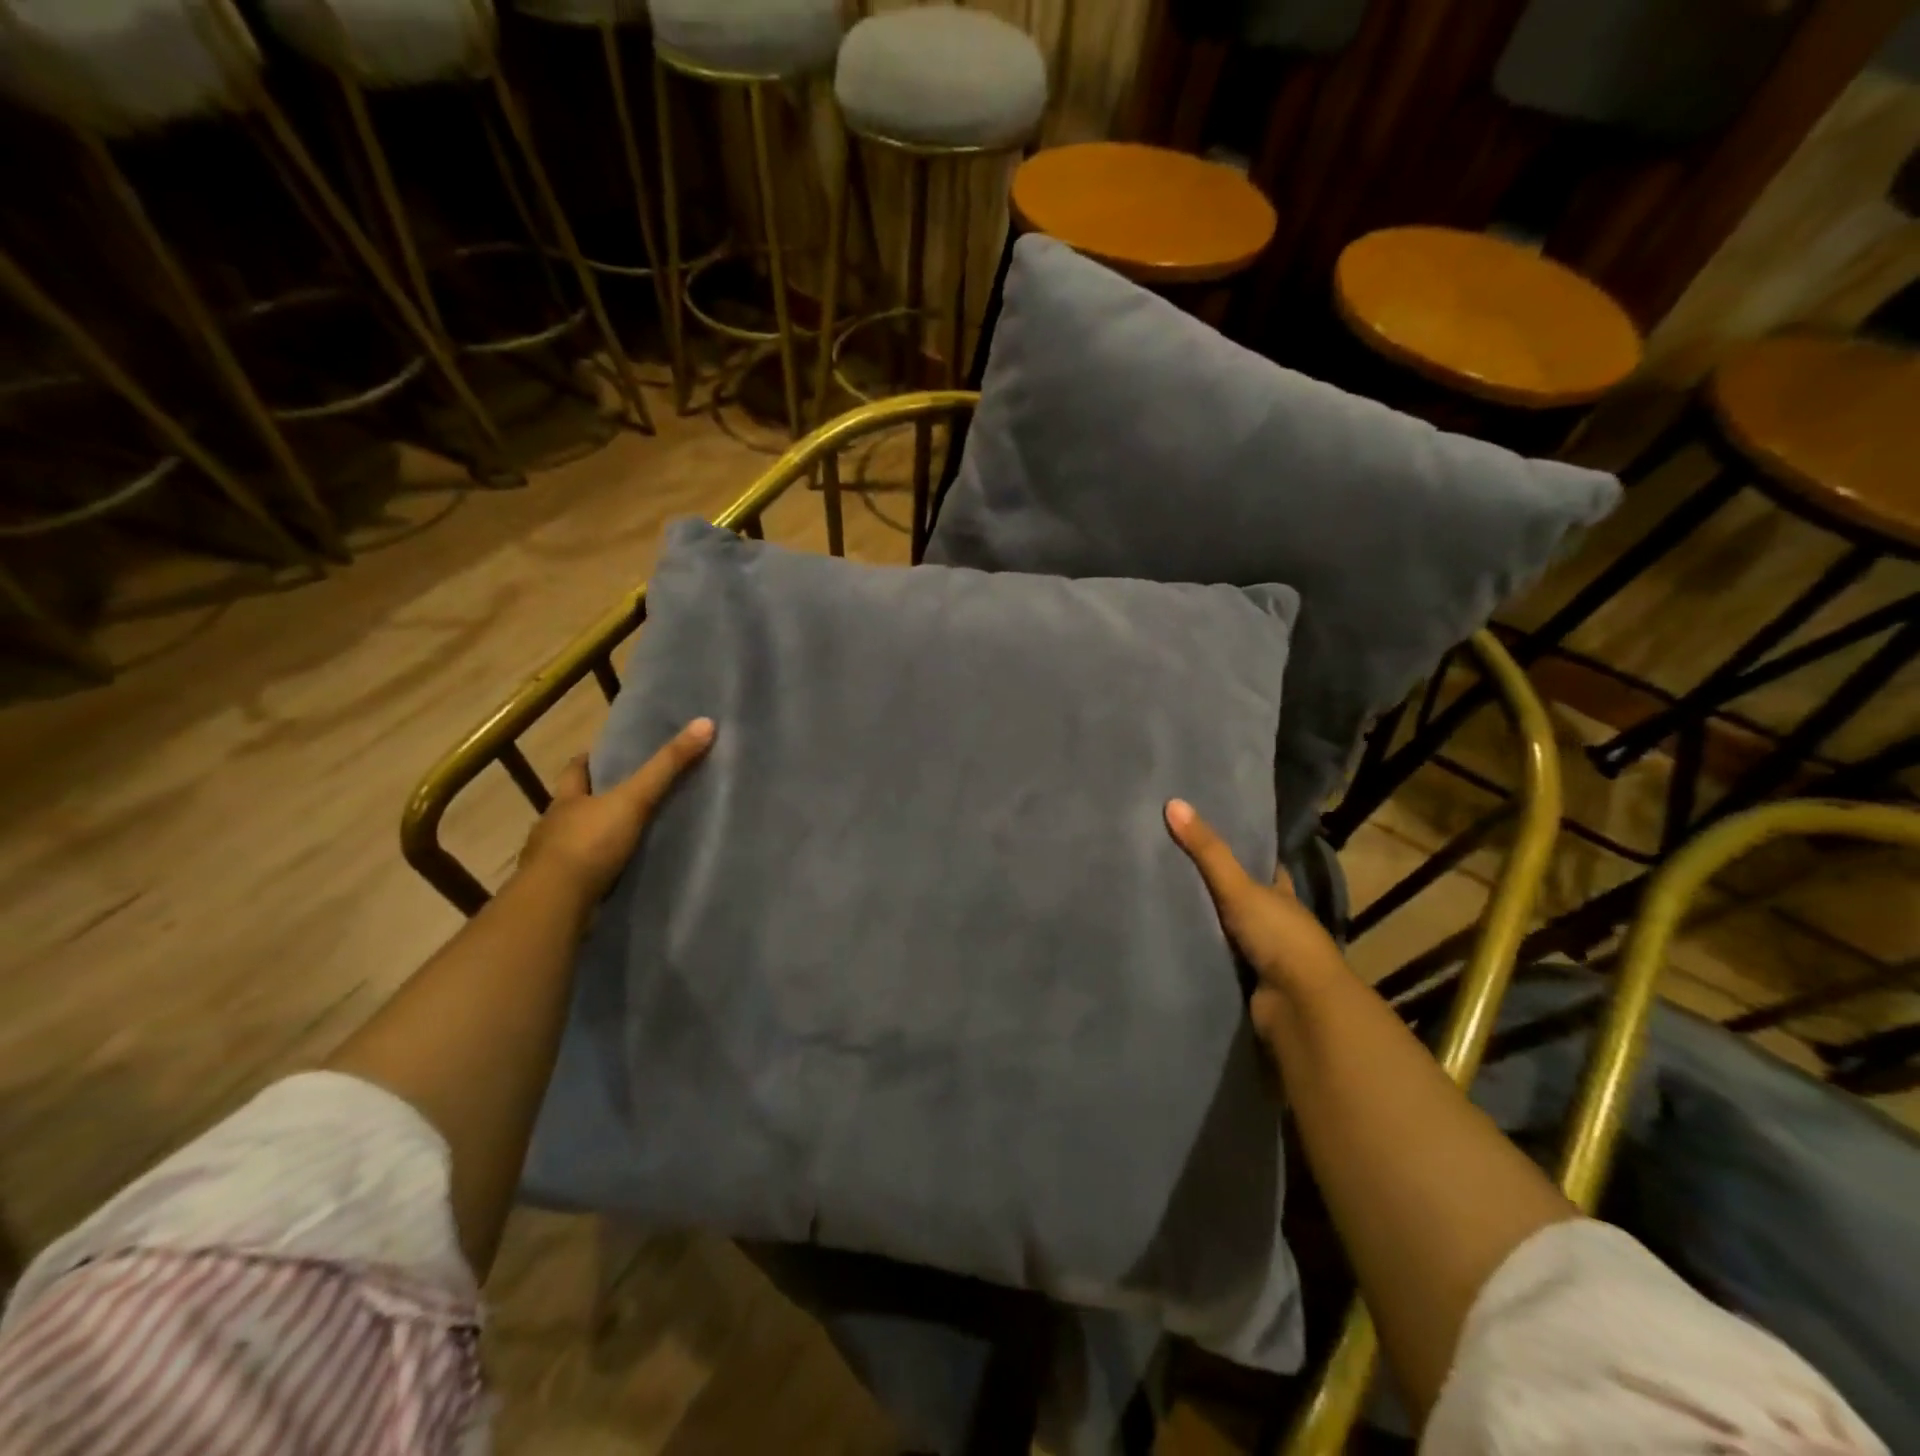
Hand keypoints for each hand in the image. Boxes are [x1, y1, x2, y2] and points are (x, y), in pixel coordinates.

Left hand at [518, 718, 714, 904]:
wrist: (555, 905)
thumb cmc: (589, 844)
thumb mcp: (634, 799)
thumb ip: (667, 766)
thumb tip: (705, 723)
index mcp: (566, 800)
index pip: (575, 770)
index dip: (590, 760)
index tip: (606, 755)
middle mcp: (553, 826)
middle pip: (574, 805)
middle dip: (594, 801)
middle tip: (626, 796)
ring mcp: (552, 862)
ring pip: (575, 842)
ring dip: (595, 839)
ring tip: (627, 839)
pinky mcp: (560, 893)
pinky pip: (582, 875)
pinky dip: (596, 872)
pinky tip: (616, 875)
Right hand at [1165, 798, 1349, 1036]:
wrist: (1299, 1006)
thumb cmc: (1279, 937)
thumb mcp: (1239, 888)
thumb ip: (1207, 851)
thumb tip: (1173, 803)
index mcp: (1282, 894)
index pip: (1263, 865)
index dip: (1242, 851)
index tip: (1208, 833)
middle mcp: (1274, 921)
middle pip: (1242, 897)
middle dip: (1214, 886)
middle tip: (1169, 862)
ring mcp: (1262, 954)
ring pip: (1226, 929)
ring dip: (1204, 921)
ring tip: (1159, 898)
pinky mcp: (1246, 981)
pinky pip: (1215, 958)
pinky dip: (1198, 950)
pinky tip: (1168, 938)